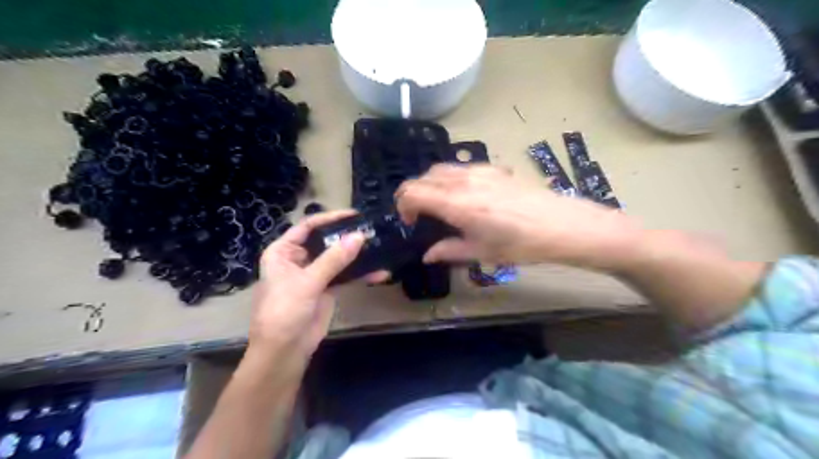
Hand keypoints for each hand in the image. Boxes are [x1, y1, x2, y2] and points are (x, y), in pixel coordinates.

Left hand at [246, 210, 366, 373]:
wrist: (284, 351)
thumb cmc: (284, 311)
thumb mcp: (307, 282)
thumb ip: (334, 259)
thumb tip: (359, 236)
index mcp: (283, 252)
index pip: (307, 227)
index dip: (330, 218)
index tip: (354, 215)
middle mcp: (298, 259)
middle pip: (325, 241)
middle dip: (347, 237)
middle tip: (371, 230)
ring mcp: (314, 274)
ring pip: (338, 259)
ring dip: (357, 256)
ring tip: (380, 248)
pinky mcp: (326, 289)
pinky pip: (345, 276)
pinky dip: (361, 275)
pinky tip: (379, 273)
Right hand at [398, 164, 645, 267]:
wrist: (561, 225)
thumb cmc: (520, 244)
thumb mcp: (481, 252)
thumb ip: (449, 250)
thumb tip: (428, 255)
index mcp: (455, 203)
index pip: (412, 192)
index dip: (403, 207)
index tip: (410, 224)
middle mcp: (462, 180)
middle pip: (422, 177)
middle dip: (412, 194)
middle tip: (419, 216)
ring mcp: (479, 170)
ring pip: (440, 169)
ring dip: (430, 184)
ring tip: (438, 206)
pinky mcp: (493, 168)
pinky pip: (460, 167)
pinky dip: (449, 178)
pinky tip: (463, 196)